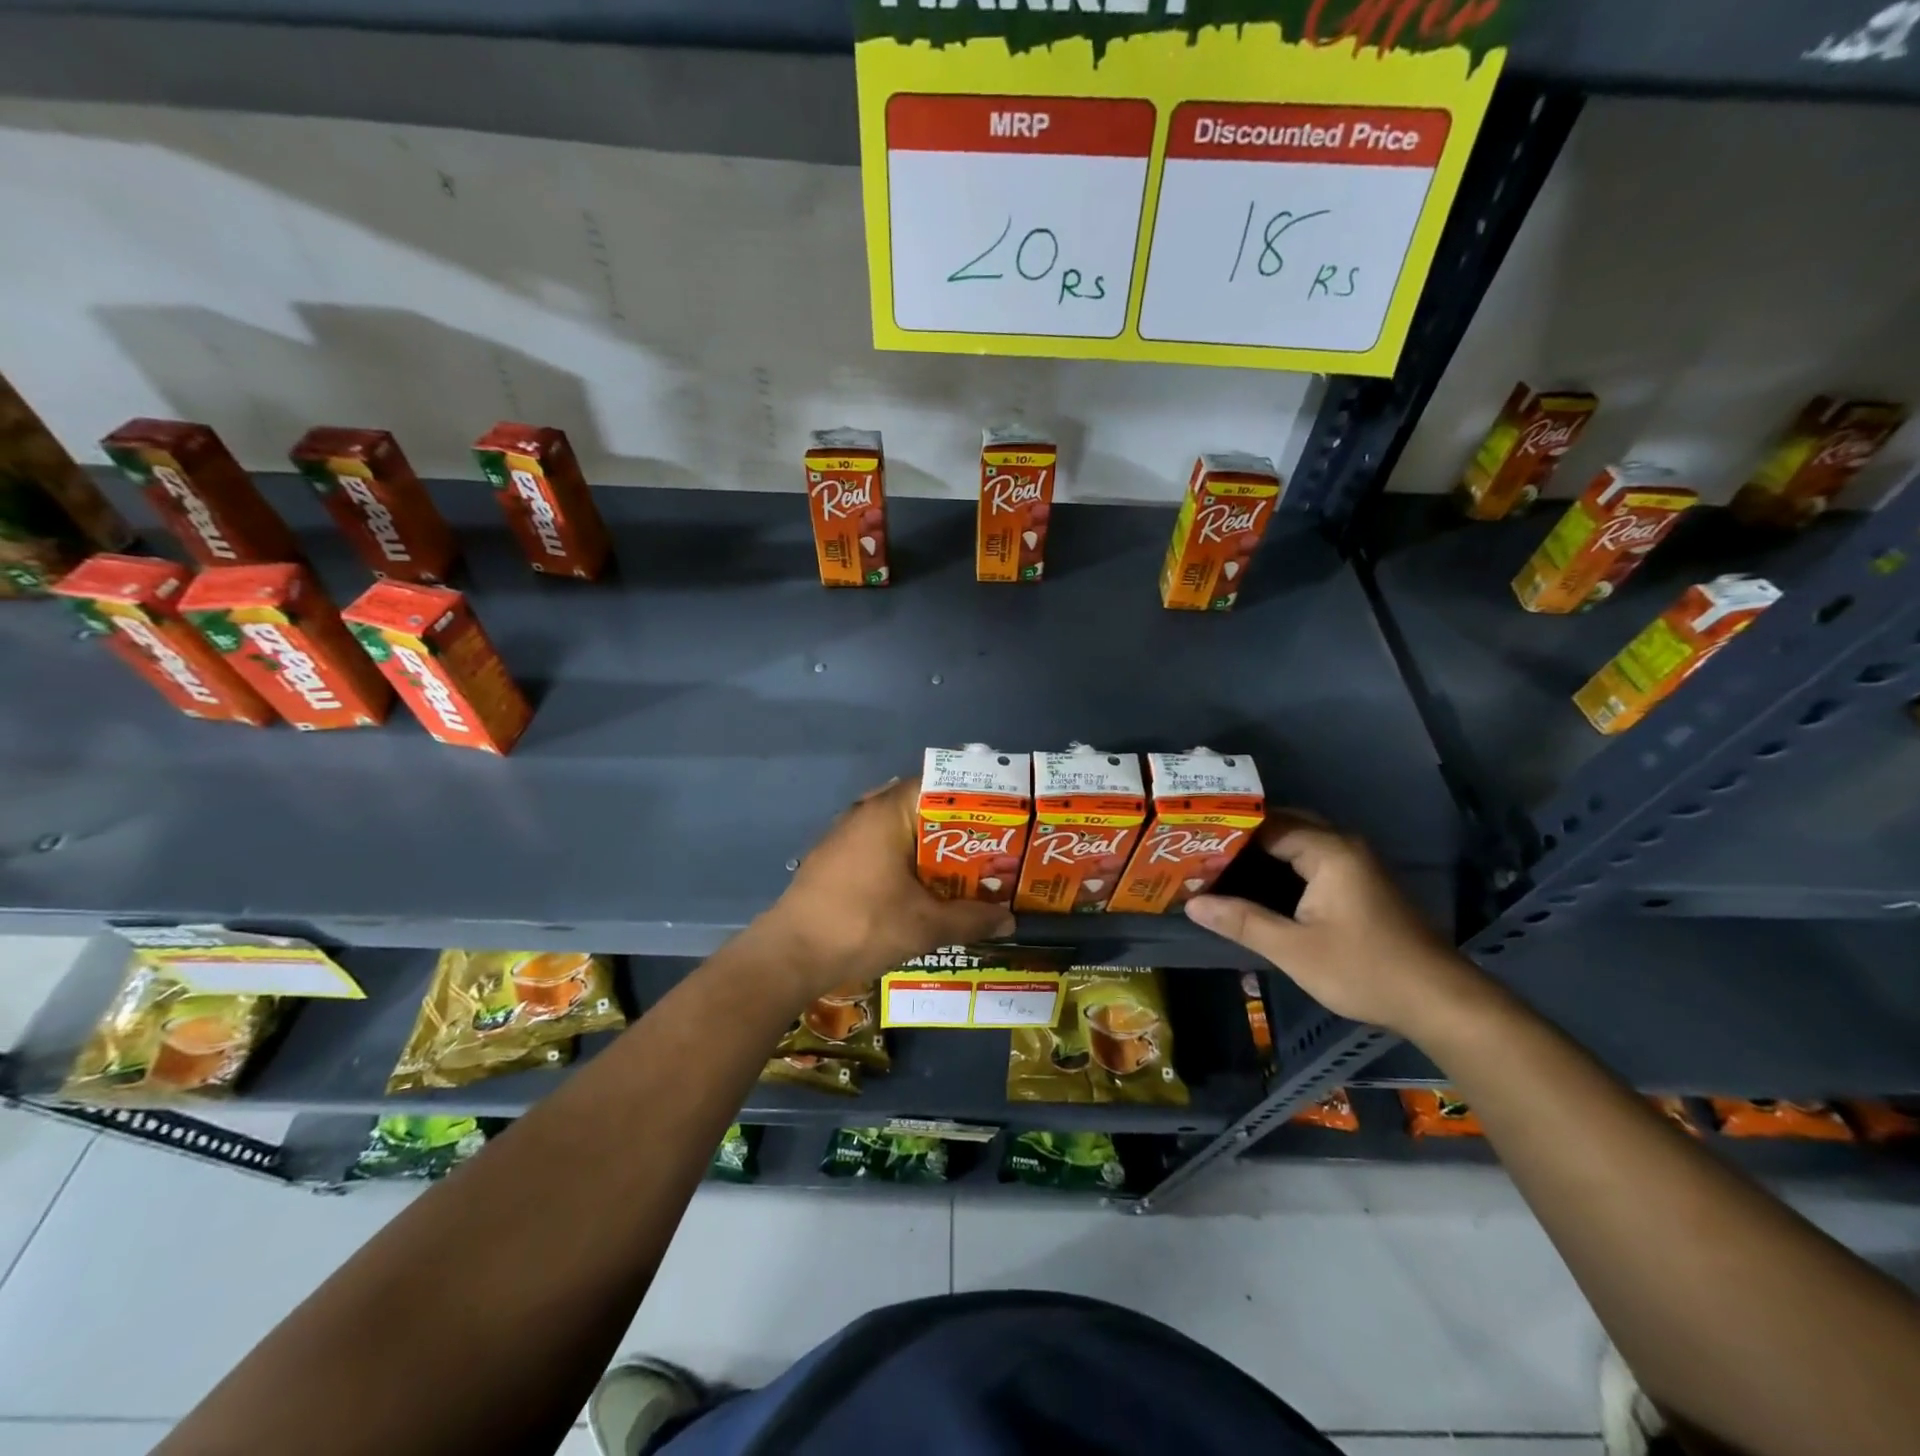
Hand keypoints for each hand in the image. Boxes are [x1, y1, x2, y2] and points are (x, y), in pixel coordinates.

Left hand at [754, 778, 1014, 1000]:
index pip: (939, 785)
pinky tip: (919, 886)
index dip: (973, 799)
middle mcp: (866, 811)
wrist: (790, 954)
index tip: (1000, 817)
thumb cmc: (863, 925)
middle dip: (955, 828)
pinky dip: (903, 858)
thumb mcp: (925, 926)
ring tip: (961, 868)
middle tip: (989, 848)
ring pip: (898, 828)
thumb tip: (1010, 921)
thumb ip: (971, 919)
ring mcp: (845, 833)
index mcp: (889, 811)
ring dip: (928, 846)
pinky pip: (879, 845)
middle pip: (921, 807)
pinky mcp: (833, 857)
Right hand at [1183, 812, 1486, 1036]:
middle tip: (1199, 850)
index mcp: (1329, 851)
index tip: (1191, 843)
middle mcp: (1343, 846)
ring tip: (1217, 864)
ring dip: (1261, 851)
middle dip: (1242, 836)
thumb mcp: (1294, 950)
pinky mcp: (1359, 883)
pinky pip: (1311, 859)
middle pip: (1283, 825)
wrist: (1439, 1002)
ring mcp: (1355, 864)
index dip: (1228, 832)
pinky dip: (1280, 865)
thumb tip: (1192, 904)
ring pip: (1297, 843)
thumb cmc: (1365, 970)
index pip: (1267, 823)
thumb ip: (1241, 922)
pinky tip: (1255, 884)